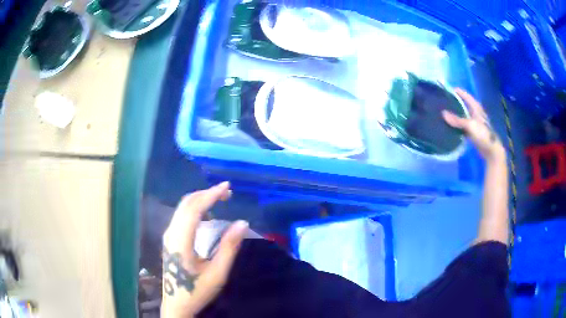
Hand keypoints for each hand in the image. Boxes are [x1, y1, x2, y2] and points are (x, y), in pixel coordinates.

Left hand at [162, 182, 248, 316]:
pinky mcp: (170, 239)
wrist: (176, 304)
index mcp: (181, 241)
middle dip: (206, 193)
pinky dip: (195, 208)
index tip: (227, 187)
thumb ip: (229, 247)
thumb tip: (242, 222)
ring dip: (200, 199)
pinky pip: (181, 215)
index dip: (211, 195)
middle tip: (227, 192)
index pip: (194, 209)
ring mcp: (168, 236)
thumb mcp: (217, 273)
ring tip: (219, 199)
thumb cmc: (196, 290)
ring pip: (182, 208)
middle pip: (186, 204)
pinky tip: (207, 214)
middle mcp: (171, 233)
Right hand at [442, 88, 505, 162]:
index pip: (465, 95)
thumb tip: (443, 113)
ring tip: (443, 113)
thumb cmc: (483, 134)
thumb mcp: (470, 125)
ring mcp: (473, 122)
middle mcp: (474, 112)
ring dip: (454, 114)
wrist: (491, 150)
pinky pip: (462, 125)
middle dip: (453, 102)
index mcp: (475, 107)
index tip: (445, 90)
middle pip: (463, 104)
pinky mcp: (472, 131)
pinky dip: (456, 125)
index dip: (456, 91)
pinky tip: (449, 126)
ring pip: (462, 115)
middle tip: (442, 101)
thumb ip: (457, 120)